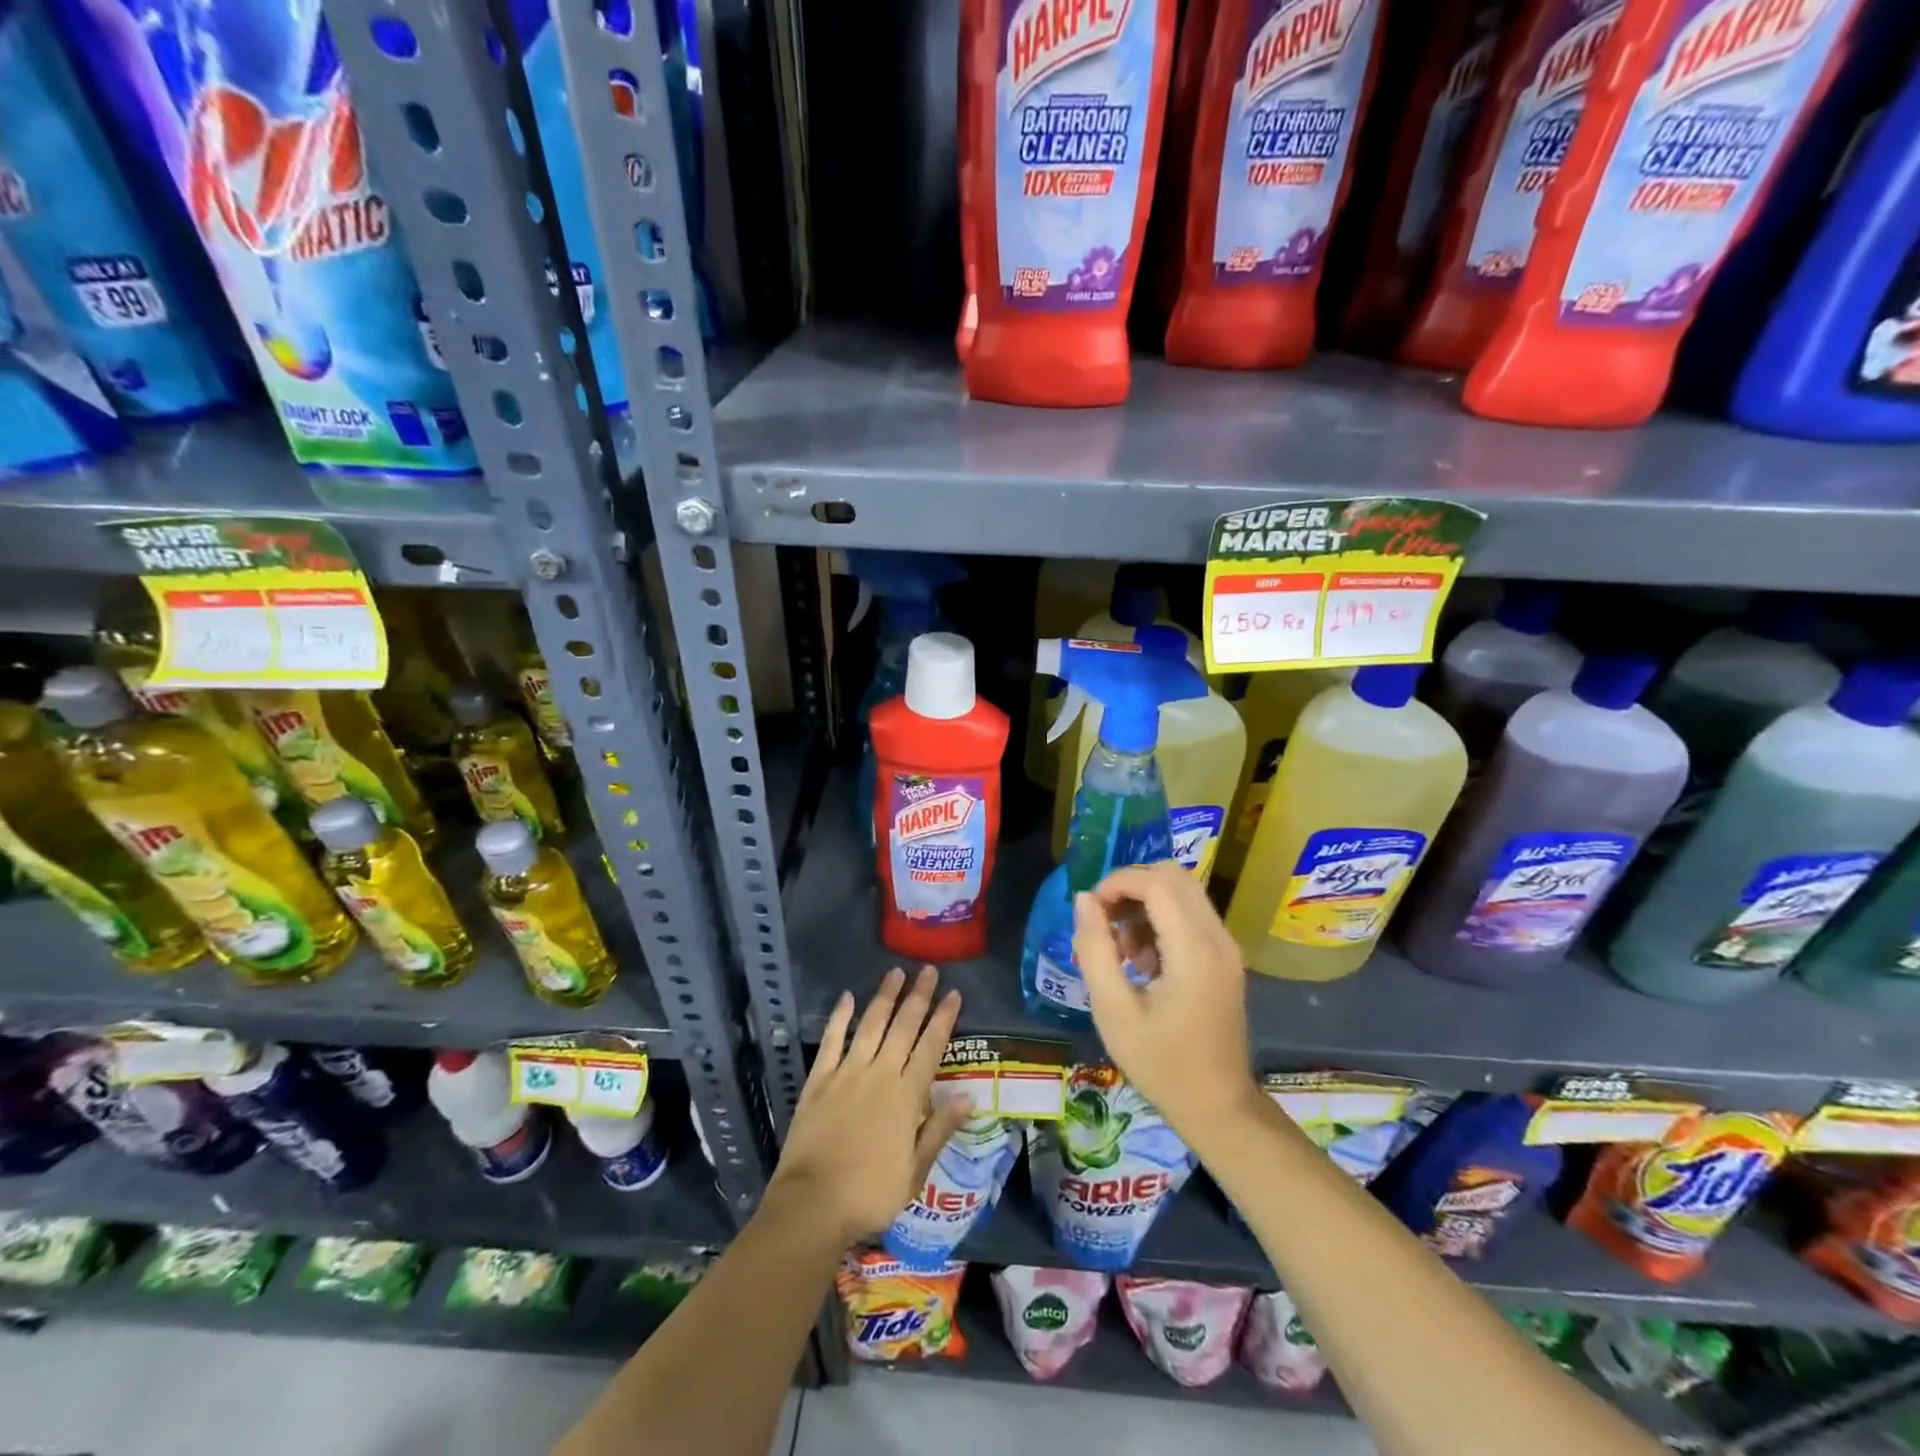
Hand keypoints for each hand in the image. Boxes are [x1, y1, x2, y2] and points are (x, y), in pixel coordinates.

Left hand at [766, 966, 968, 1246]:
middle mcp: (880, 1075)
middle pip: (903, 1027)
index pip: (931, 1047)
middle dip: (918, 996)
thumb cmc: (871, 1194)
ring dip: (884, 997)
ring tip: (895, 972)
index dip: (943, 1018)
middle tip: (929, 970)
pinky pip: (832, 1040)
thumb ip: (939, 1129)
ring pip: (871, 1025)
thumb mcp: (915, 1171)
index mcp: (907, 1097)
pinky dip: (840, 1017)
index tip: (954, 993)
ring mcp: (847, 1073)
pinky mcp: (819, 1079)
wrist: (813, 1204)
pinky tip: (847, 997)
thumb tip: (968, 1095)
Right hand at [1073, 861, 1258, 1131]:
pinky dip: (1162, 920)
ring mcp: (1226, 947)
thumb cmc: (1160, 1062)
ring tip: (1122, 950)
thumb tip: (1084, 899)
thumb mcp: (1113, 1010)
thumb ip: (1095, 949)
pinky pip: (1191, 914)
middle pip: (1173, 876)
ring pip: (1183, 892)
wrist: (1217, 1105)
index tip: (1091, 911)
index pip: (1156, 883)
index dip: (1117, 883)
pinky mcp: (1226, 957)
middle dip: (1131, 888)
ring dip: (1146, 904)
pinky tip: (1143, 961)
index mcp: (1193, 950)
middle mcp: (1217, 937)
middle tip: (1105, 923)